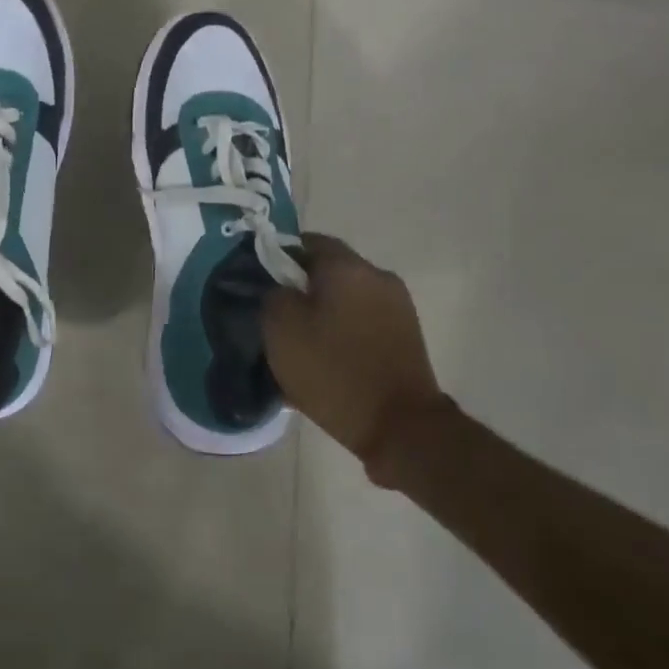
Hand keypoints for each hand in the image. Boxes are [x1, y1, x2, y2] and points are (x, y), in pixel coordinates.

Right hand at [262, 234, 449, 480]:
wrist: (400, 427)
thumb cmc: (333, 370)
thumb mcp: (280, 328)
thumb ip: (272, 293)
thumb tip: (278, 285)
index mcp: (347, 267)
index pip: (307, 241)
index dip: (278, 256)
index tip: (261, 282)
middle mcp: (378, 277)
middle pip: (329, 269)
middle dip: (301, 286)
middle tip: (276, 313)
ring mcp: (398, 307)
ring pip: (347, 296)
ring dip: (324, 309)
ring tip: (301, 339)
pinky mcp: (407, 336)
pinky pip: (364, 320)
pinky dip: (343, 329)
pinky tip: (327, 355)